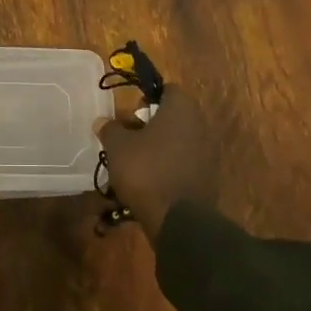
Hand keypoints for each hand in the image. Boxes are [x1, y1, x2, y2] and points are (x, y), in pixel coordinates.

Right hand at [95, 87, 217, 242]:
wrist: (178, 220)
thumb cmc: (146, 171)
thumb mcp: (117, 147)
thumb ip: (110, 129)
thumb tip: (102, 121)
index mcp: (182, 109)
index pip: (167, 90)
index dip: (146, 98)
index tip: (130, 114)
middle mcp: (201, 125)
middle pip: (173, 116)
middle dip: (150, 125)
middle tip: (129, 139)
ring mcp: (208, 153)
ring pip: (179, 141)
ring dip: (159, 148)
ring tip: (136, 164)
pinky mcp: (208, 178)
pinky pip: (185, 163)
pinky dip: (170, 167)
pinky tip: (151, 182)